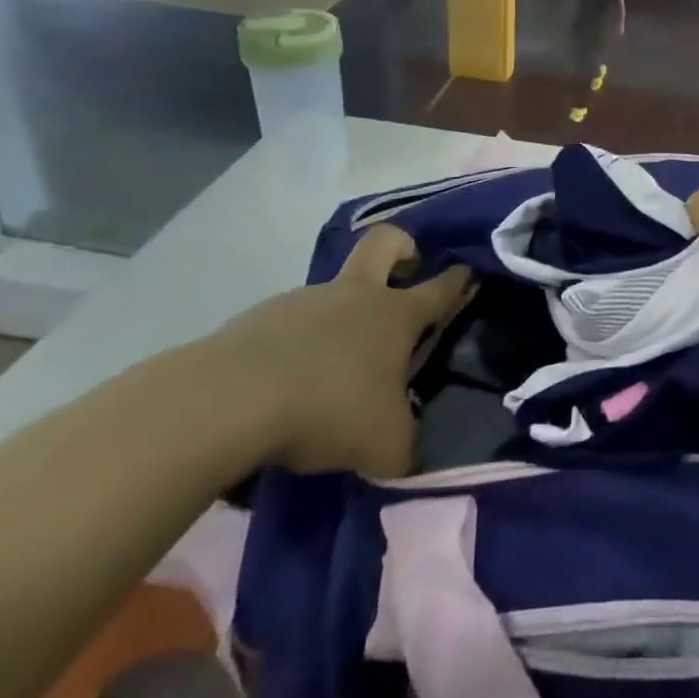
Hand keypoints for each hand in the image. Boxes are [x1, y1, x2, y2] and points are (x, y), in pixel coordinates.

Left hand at [207, 225, 470, 478]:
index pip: (441, 287)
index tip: (469, 273)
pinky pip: (291, 323)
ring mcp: (305, 301)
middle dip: (402, 247)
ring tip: (333, 369)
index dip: (459, 279)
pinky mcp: (259, 318)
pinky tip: (287, 384)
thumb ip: (405, 446)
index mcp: (396, 315)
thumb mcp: (384, 445)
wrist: (229, 400)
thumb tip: (406, 455)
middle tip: (405, 271)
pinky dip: (298, 344)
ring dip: (342, 315)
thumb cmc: (329, 408)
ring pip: (334, 291)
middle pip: (385, 242)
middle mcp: (355, 295)